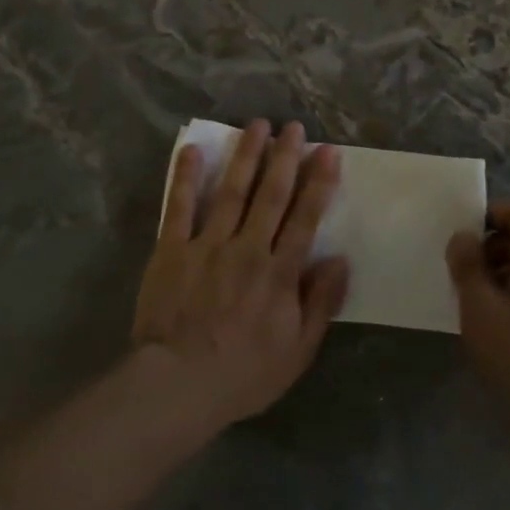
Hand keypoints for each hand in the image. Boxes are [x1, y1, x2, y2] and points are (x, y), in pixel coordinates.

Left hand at [133, 120, 350, 429]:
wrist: (178, 384)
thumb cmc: (243, 373)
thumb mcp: (297, 350)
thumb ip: (320, 303)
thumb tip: (339, 260)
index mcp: (279, 273)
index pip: (304, 218)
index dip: (318, 183)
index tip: (327, 152)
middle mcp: (247, 249)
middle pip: (270, 195)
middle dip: (284, 157)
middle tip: (293, 127)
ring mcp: (207, 245)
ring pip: (231, 191)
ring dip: (246, 156)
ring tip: (257, 125)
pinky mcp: (171, 250)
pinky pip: (179, 207)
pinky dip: (186, 177)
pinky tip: (194, 150)